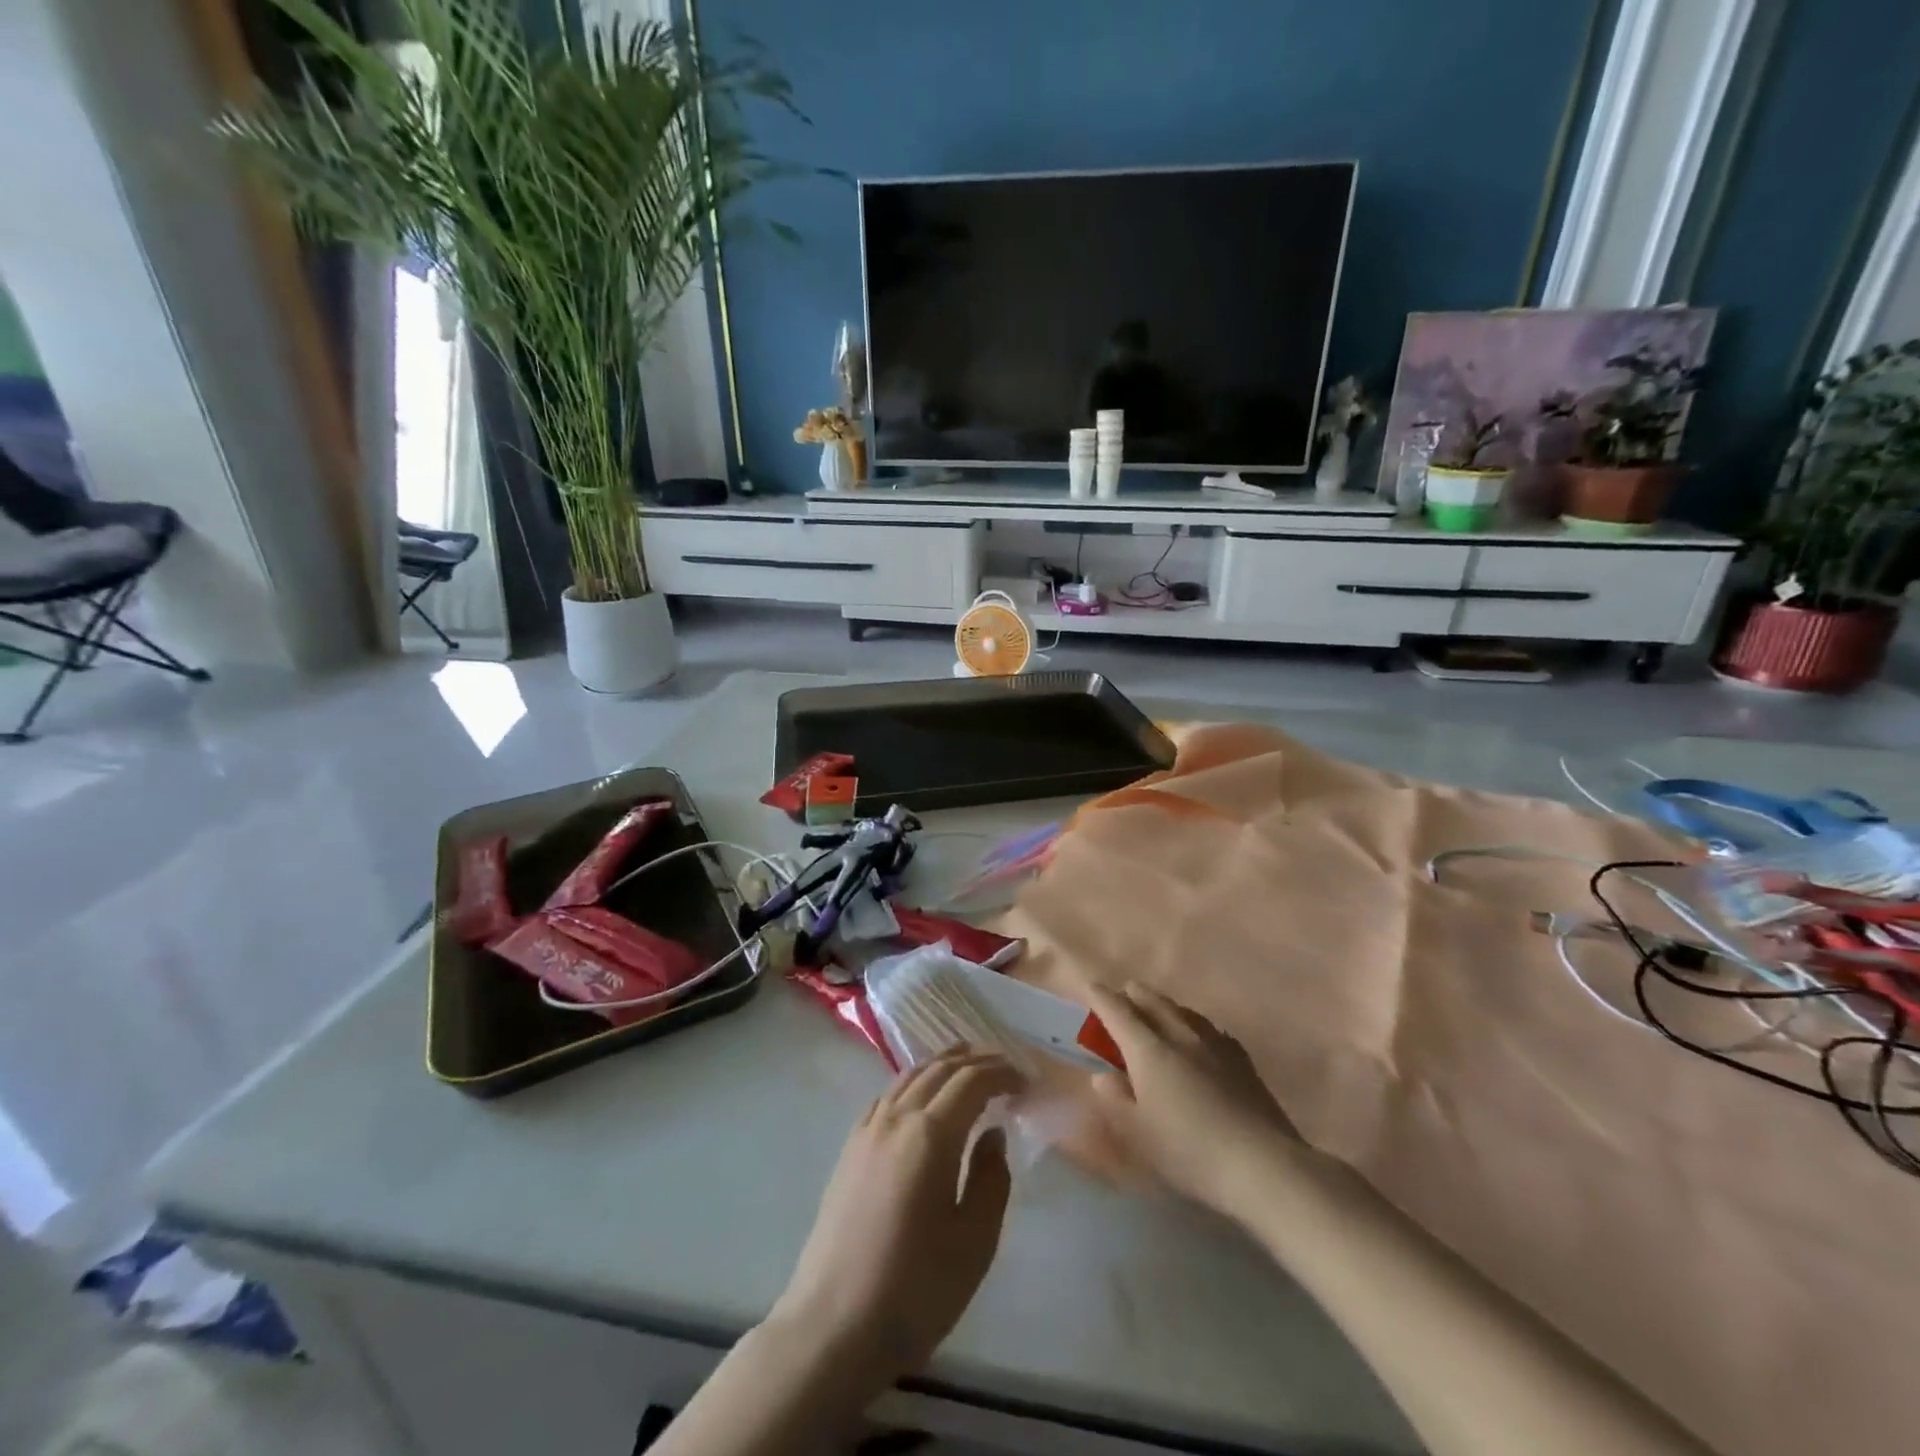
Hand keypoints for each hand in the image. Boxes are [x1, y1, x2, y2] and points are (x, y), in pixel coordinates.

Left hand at [768, 1048, 1022, 1382]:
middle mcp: (897, 1118)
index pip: (971, 1081)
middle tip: (1004, 1067)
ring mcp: (867, 1130)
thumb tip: (992, 1134)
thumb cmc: (914, 1290)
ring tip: (967, 1066)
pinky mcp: (850, 1148)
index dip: (1001, 1072)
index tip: (1025, 1080)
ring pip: (910, 1076)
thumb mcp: (973, 1243)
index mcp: (930, 1135)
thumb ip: (990, 1180)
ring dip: (942, 1065)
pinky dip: (913, 1081)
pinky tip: (921, 1097)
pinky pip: (888, 1095)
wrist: (832, 1327)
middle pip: (939, 1070)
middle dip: (975, 1061)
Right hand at [1085, 982, 1302, 1219]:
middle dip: (1134, 995)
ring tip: (1158, 1011)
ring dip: (1164, 1007)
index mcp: (1149, 1050)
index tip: (1089, 986)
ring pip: (1183, 1011)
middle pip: (1153, 1002)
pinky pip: (1209, 1029)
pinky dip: (1193, 1025)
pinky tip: (1199, 1038)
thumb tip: (1104, 1077)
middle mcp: (1181, 1036)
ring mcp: (1215, 1045)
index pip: (1118, 1012)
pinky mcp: (1242, 1061)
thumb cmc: (1190, 1152)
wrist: (1264, 1166)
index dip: (1101, 997)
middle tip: (1123, 996)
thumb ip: (1116, 1101)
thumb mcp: (1139, 1135)